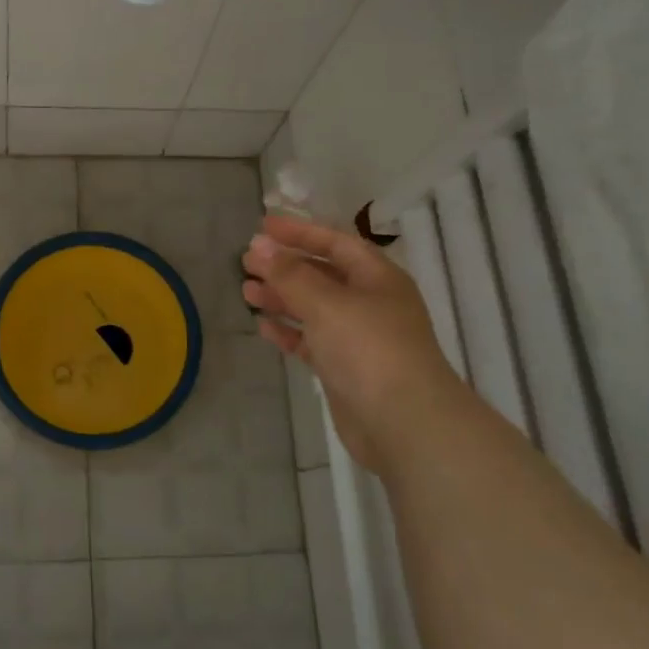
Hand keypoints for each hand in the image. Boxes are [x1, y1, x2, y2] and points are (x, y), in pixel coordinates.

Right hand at [242, 214, 467, 474]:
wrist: (403, 422)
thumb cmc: (368, 348)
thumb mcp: (326, 303)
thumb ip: (289, 274)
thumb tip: (258, 245)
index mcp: (377, 277)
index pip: (335, 242)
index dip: (299, 231)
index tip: (262, 226)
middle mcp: (370, 302)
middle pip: (322, 274)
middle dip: (285, 265)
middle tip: (246, 261)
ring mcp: (358, 337)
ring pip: (314, 307)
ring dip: (281, 297)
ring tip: (246, 291)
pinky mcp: (345, 368)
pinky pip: (312, 340)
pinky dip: (289, 331)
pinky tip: (263, 327)